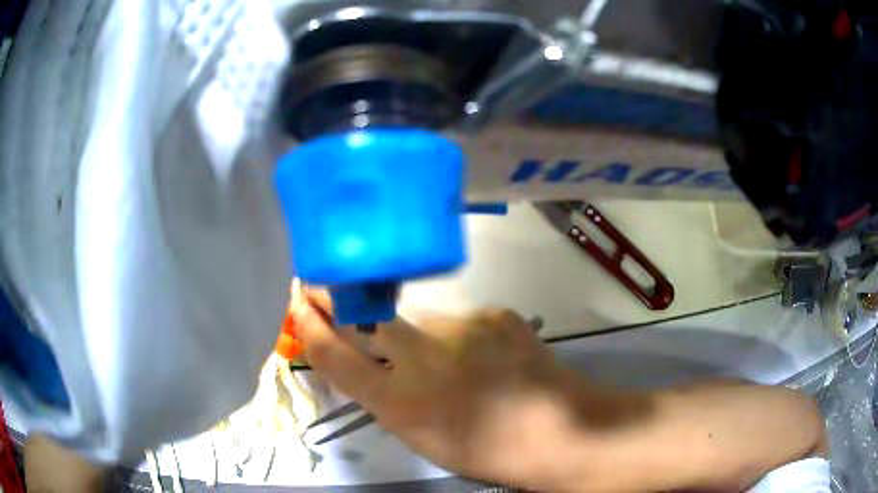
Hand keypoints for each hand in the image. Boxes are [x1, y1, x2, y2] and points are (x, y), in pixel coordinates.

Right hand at [293, 290, 590, 489]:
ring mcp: (461, 328)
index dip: (310, 327)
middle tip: (329, 287)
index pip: (334, 355)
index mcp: (398, 402)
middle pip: (364, 316)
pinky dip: (464, 335)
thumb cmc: (485, 450)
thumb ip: (387, 398)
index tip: (299, 303)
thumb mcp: (422, 437)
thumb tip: (371, 362)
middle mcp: (420, 359)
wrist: (559, 431)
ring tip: (453, 361)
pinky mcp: (494, 313)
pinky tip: (487, 356)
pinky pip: (462, 319)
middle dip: (340, 297)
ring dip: (421, 334)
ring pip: (419, 318)